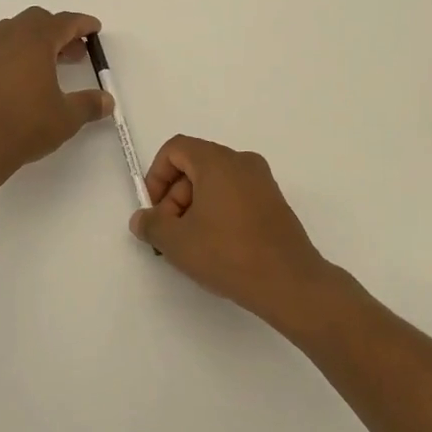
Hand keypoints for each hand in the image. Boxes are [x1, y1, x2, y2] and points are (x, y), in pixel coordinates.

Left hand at [0, 8, 114, 183]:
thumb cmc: (25, 125)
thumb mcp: (66, 117)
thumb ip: (89, 104)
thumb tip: (108, 101)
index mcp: (35, 41)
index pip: (64, 22)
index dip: (82, 24)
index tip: (95, 29)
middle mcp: (10, 38)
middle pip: (38, 20)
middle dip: (59, 30)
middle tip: (76, 51)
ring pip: (17, 31)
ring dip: (38, 39)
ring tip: (53, 64)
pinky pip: (3, 47)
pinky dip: (20, 52)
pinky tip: (28, 78)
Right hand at [131, 135, 337, 330]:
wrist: (290, 283)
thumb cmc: (228, 254)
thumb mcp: (177, 242)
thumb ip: (152, 225)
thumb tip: (142, 218)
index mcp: (217, 161)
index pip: (175, 149)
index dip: (156, 175)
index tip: (154, 210)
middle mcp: (242, 161)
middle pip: (195, 165)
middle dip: (174, 196)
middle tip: (170, 234)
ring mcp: (262, 181)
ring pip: (215, 181)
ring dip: (194, 206)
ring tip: (191, 244)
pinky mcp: (274, 201)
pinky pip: (235, 194)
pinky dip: (217, 211)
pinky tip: (216, 246)